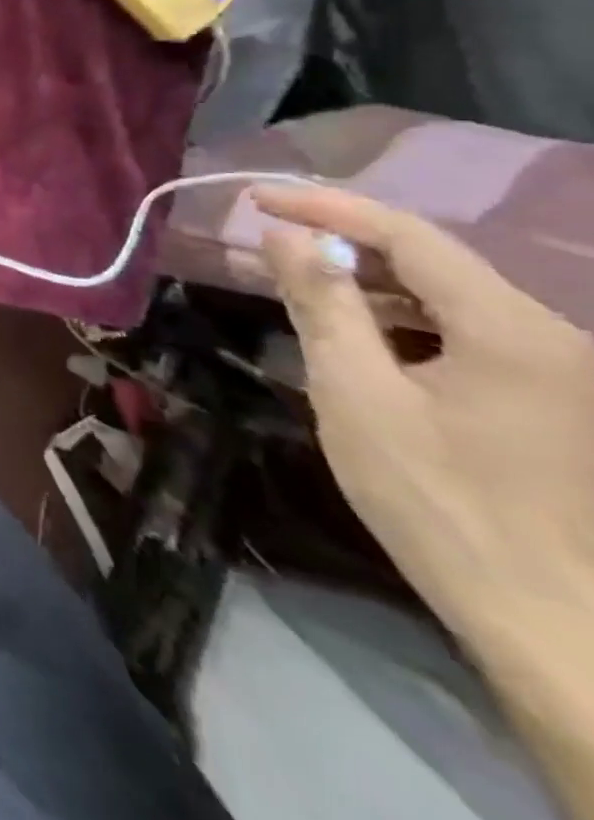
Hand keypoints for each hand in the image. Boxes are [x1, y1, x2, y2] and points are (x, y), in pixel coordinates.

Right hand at [254, 184, 593, 639]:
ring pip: (450, 298)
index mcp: (515, 331)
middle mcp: (555, 338)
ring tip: (301, 286)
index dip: (327, 208)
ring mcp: (563, 372)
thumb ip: (323, 304)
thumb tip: (287, 235)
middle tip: (270, 242)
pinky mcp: (557, 401)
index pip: (409, 235)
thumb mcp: (357, 394)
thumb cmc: (437, 500)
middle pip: (434, 263)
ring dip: (371, 284)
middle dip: (346, 244)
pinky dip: (404, 321)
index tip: (257, 198)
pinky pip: (468, 334)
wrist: (547, 621)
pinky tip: (360, 338)